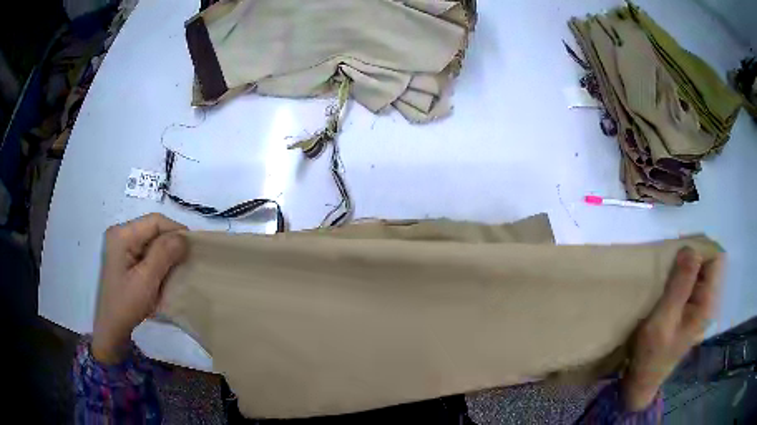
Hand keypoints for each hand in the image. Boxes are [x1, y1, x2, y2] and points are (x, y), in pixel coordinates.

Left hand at [92, 213, 187, 363]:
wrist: (112, 328)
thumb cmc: (126, 304)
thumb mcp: (146, 280)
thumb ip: (164, 254)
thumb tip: (184, 238)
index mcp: (122, 234)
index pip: (155, 221)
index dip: (176, 230)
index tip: (193, 249)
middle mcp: (121, 233)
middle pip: (153, 228)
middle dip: (171, 242)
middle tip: (188, 260)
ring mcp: (122, 245)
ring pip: (152, 240)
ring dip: (166, 252)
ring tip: (179, 267)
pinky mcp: (125, 257)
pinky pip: (147, 250)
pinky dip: (159, 259)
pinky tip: (165, 272)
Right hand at [622, 247, 723, 410]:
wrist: (642, 378)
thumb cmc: (652, 353)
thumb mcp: (664, 319)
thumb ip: (680, 285)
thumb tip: (690, 248)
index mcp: (707, 304)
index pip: (715, 259)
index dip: (700, 250)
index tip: (680, 252)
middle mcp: (707, 301)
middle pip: (708, 263)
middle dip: (691, 257)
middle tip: (670, 263)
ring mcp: (698, 306)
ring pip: (698, 271)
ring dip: (684, 267)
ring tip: (666, 274)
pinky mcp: (689, 309)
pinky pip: (690, 282)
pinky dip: (680, 277)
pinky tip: (667, 285)